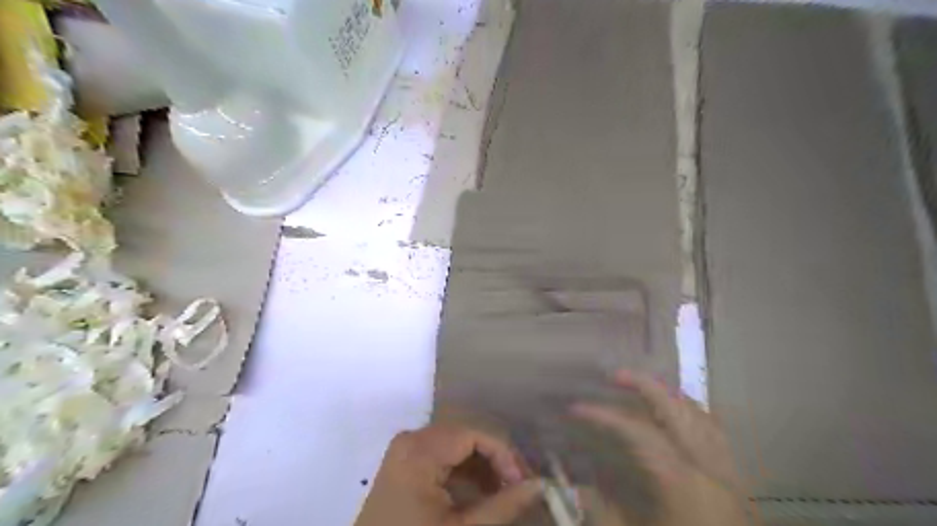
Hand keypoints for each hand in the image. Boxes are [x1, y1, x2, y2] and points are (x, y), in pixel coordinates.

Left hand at [351, 423, 542, 525]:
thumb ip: (504, 505)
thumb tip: (540, 484)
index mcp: (421, 449)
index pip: (474, 434)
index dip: (504, 454)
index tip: (524, 482)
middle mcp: (411, 439)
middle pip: (465, 436)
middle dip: (495, 459)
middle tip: (518, 486)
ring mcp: (404, 450)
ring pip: (455, 445)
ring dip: (481, 466)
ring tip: (503, 492)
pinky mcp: (403, 464)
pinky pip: (441, 456)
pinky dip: (463, 472)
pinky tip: (479, 493)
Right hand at [571, 370, 746, 524]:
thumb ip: (604, 514)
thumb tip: (576, 487)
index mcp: (684, 484)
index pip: (637, 431)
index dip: (604, 415)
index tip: (575, 408)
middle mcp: (711, 468)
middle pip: (677, 409)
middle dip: (644, 385)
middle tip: (614, 376)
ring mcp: (730, 474)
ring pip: (702, 415)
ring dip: (670, 396)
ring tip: (643, 390)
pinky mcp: (740, 486)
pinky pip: (717, 434)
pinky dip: (694, 415)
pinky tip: (679, 419)